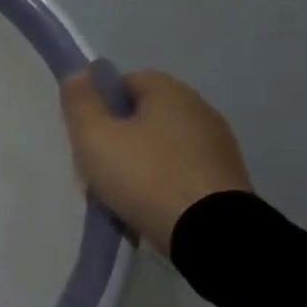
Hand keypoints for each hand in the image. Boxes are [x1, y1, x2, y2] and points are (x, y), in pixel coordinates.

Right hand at [60, 67, 251, 255]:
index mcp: (170, 91)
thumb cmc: (144, 175)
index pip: (126, 80)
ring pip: (163, 144)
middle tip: (99, 164)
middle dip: (119, 135)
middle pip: (145, 114)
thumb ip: (81, 101)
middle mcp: (200, 109)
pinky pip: (182, 171)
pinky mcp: (228, 179)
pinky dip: (164, 182)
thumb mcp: (94, 136)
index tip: (87, 132)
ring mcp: (219, 146)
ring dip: (141, 161)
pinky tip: (149, 205)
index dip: (101, 103)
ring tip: (122, 192)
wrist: (210, 234)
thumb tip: (79, 72)